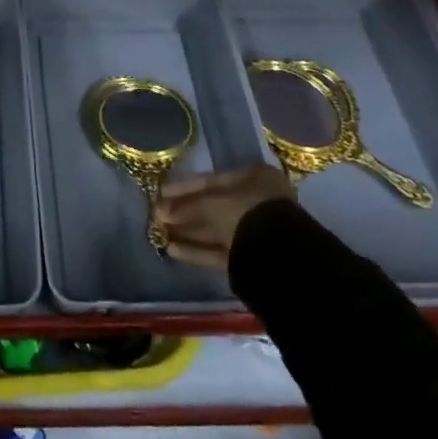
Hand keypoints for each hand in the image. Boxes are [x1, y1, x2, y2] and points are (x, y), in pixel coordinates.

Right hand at [150, 165, 296, 272]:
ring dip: (188, 231)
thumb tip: (159, 211)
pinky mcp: (251, 260)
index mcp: (255, 178)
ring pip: (215, 230)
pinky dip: (197, 250)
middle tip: (157, 215)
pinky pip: (220, 251)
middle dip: (184, 212)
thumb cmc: (248, 213)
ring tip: (160, 233)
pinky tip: (173, 250)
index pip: (212, 181)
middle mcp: (257, 202)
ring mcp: (256, 232)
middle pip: (212, 207)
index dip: (184, 187)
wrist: (281, 258)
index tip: (161, 193)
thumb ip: (186, 207)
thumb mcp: (213, 204)